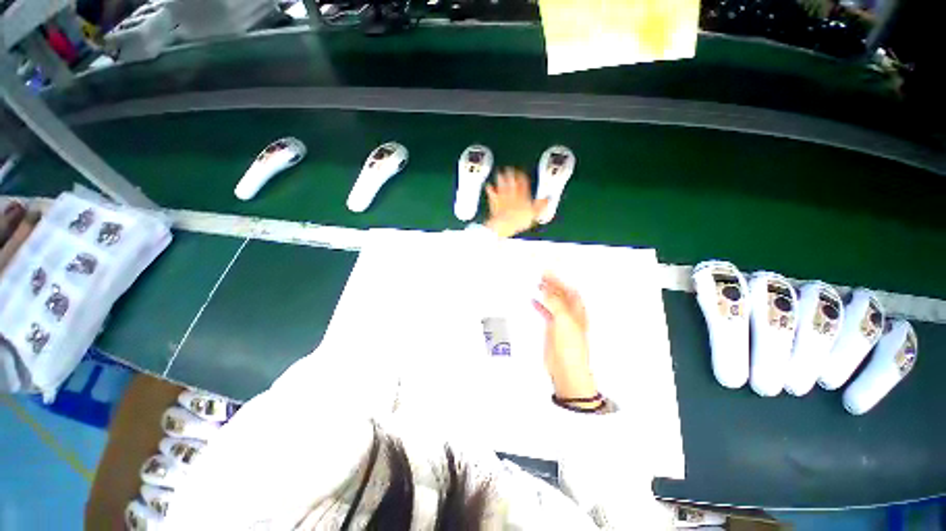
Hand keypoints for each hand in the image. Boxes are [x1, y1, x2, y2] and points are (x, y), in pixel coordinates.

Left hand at [484, 168, 548, 238]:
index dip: (522, 176)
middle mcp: (512, 193)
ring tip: (500, 173)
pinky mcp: (495, 202)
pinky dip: (490, 188)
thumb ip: (541, 205)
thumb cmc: (519, 219)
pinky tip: (488, 186)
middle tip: (509, 168)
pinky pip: (491, 192)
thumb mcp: (534, 213)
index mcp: (522, 194)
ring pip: (501, 184)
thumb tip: (548, 199)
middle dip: (510, 173)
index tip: (521, 172)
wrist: (504, 223)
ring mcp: (502, 196)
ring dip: (501, 178)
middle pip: (511, 180)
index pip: (523, 181)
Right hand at [533, 274, 596, 400]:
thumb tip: (547, 290)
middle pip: (561, 295)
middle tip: (541, 276)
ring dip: (545, 293)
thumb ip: (555, 303)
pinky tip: (533, 301)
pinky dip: (540, 305)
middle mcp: (571, 314)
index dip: (559, 280)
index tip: (547, 273)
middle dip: (551, 285)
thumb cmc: (571, 347)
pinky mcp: (552, 328)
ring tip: (537, 284)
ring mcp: (561, 321)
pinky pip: (545, 312)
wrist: (565, 368)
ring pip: (552, 302)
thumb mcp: (563, 320)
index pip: (569, 290)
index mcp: (578, 311)